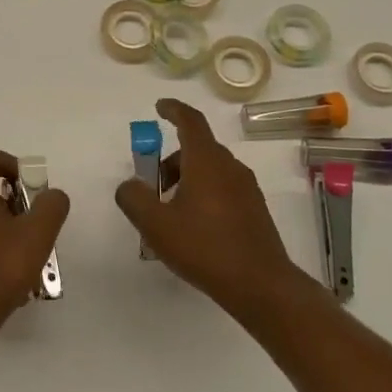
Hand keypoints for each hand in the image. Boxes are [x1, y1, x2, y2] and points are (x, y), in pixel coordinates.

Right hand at [114, 98, 299, 312]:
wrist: (261, 285)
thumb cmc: (205, 248)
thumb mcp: (156, 225)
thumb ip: (134, 198)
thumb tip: (130, 185)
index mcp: (206, 162)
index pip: (190, 121)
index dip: (174, 110)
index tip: (160, 106)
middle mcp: (230, 167)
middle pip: (198, 148)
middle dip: (172, 158)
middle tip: (152, 184)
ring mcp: (247, 188)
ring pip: (211, 169)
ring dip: (187, 178)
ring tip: (170, 211)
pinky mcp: (254, 209)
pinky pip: (223, 187)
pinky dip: (203, 193)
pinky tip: (193, 226)